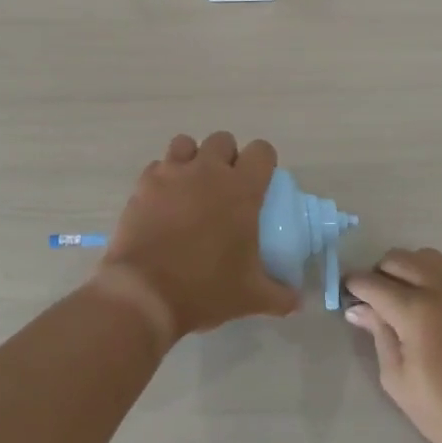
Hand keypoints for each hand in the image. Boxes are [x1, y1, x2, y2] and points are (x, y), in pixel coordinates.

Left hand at [91, 132, 298, 344]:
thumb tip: (298, 301)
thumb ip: (280, 295)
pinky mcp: (143, 184)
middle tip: (225, 188)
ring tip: (191, 186)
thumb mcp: (251, 297)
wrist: (145, 293)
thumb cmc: (205, 289)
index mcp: (241, 189)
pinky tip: (163, 201)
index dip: (264, 162)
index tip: (261, 182)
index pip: (262, 151)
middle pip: (222, 141)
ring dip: (192, 158)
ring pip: (185, 143)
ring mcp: (172, 173)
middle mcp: (207, 171)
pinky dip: (163, 177)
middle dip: (227, 157)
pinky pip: (157, 166)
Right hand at [344, 248, 441, 442]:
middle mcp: (441, 289)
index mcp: (416, 311)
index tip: (346, 295)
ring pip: (425, 256)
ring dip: (406, 267)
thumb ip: (378, 335)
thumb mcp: (398, 379)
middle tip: (373, 299)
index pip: (373, 283)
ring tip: (401, 295)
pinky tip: (427, 302)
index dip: (354, 286)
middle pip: (398, 259)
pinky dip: (429, 274)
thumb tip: (359, 309)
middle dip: (378, 273)